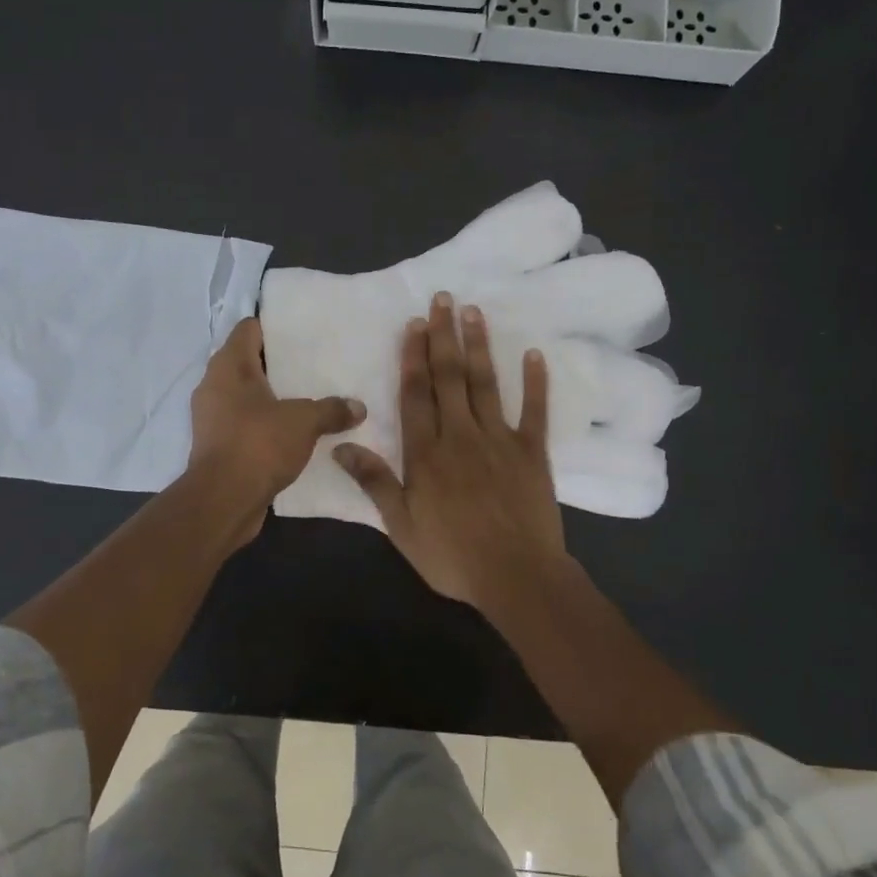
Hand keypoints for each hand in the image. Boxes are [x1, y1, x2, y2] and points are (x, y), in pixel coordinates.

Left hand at [188, 317, 362, 543]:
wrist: (223, 501)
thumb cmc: (258, 444)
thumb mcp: (304, 422)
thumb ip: (332, 409)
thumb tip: (359, 407)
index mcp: (229, 366)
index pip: (248, 328)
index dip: (274, 326)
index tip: (302, 332)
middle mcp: (214, 385)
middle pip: (247, 362)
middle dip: (278, 364)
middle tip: (313, 365)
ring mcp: (212, 417)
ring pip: (246, 395)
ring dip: (272, 397)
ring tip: (307, 398)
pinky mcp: (217, 445)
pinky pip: (244, 423)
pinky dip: (265, 424)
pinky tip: (293, 432)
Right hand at [335, 294, 568, 612]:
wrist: (516, 576)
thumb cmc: (453, 556)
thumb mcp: (401, 526)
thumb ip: (374, 482)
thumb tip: (340, 445)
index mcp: (426, 454)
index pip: (416, 395)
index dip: (412, 358)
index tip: (413, 325)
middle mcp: (461, 436)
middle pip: (449, 378)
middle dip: (443, 337)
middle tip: (442, 299)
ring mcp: (500, 440)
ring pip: (486, 384)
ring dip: (479, 346)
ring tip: (474, 312)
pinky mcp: (532, 452)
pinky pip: (534, 411)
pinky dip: (535, 382)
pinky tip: (533, 354)